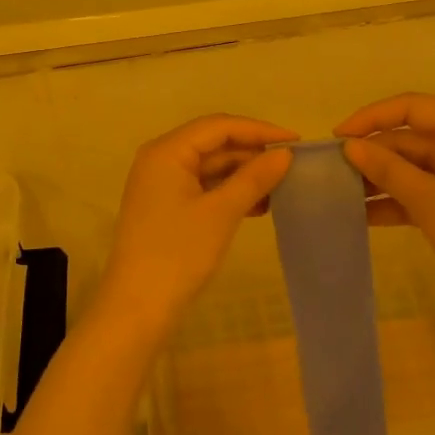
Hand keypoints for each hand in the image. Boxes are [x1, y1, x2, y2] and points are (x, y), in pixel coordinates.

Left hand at [90, 114, 297, 341]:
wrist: (138, 308)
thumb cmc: (178, 253)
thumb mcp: (221, 212)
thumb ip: (254, 178)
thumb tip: (285, 154)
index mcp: (167, 151)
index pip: (219, 126)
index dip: (259, 130)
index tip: (296, 142)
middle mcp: (161, 159)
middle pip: (214, 143)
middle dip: (252, 153)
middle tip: (291, 166)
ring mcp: (161, 184)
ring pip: (211, 166)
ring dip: (244, 175)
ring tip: (280, 188)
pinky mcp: (166, 207)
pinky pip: (204, 187)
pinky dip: (229, 192)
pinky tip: (258, 206)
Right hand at [335, 93, 434, 326]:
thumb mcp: (431, 200)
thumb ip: (388, 170)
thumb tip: (350, 146)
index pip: (412, 107)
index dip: (372, 117)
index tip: (339, 137)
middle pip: (407, 138)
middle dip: (371, 152)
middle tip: (330, 171)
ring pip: (408, 167)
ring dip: (377, 178)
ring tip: (337, 193)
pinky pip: (415, 193)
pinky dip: (391, 202)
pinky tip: (360, 216)